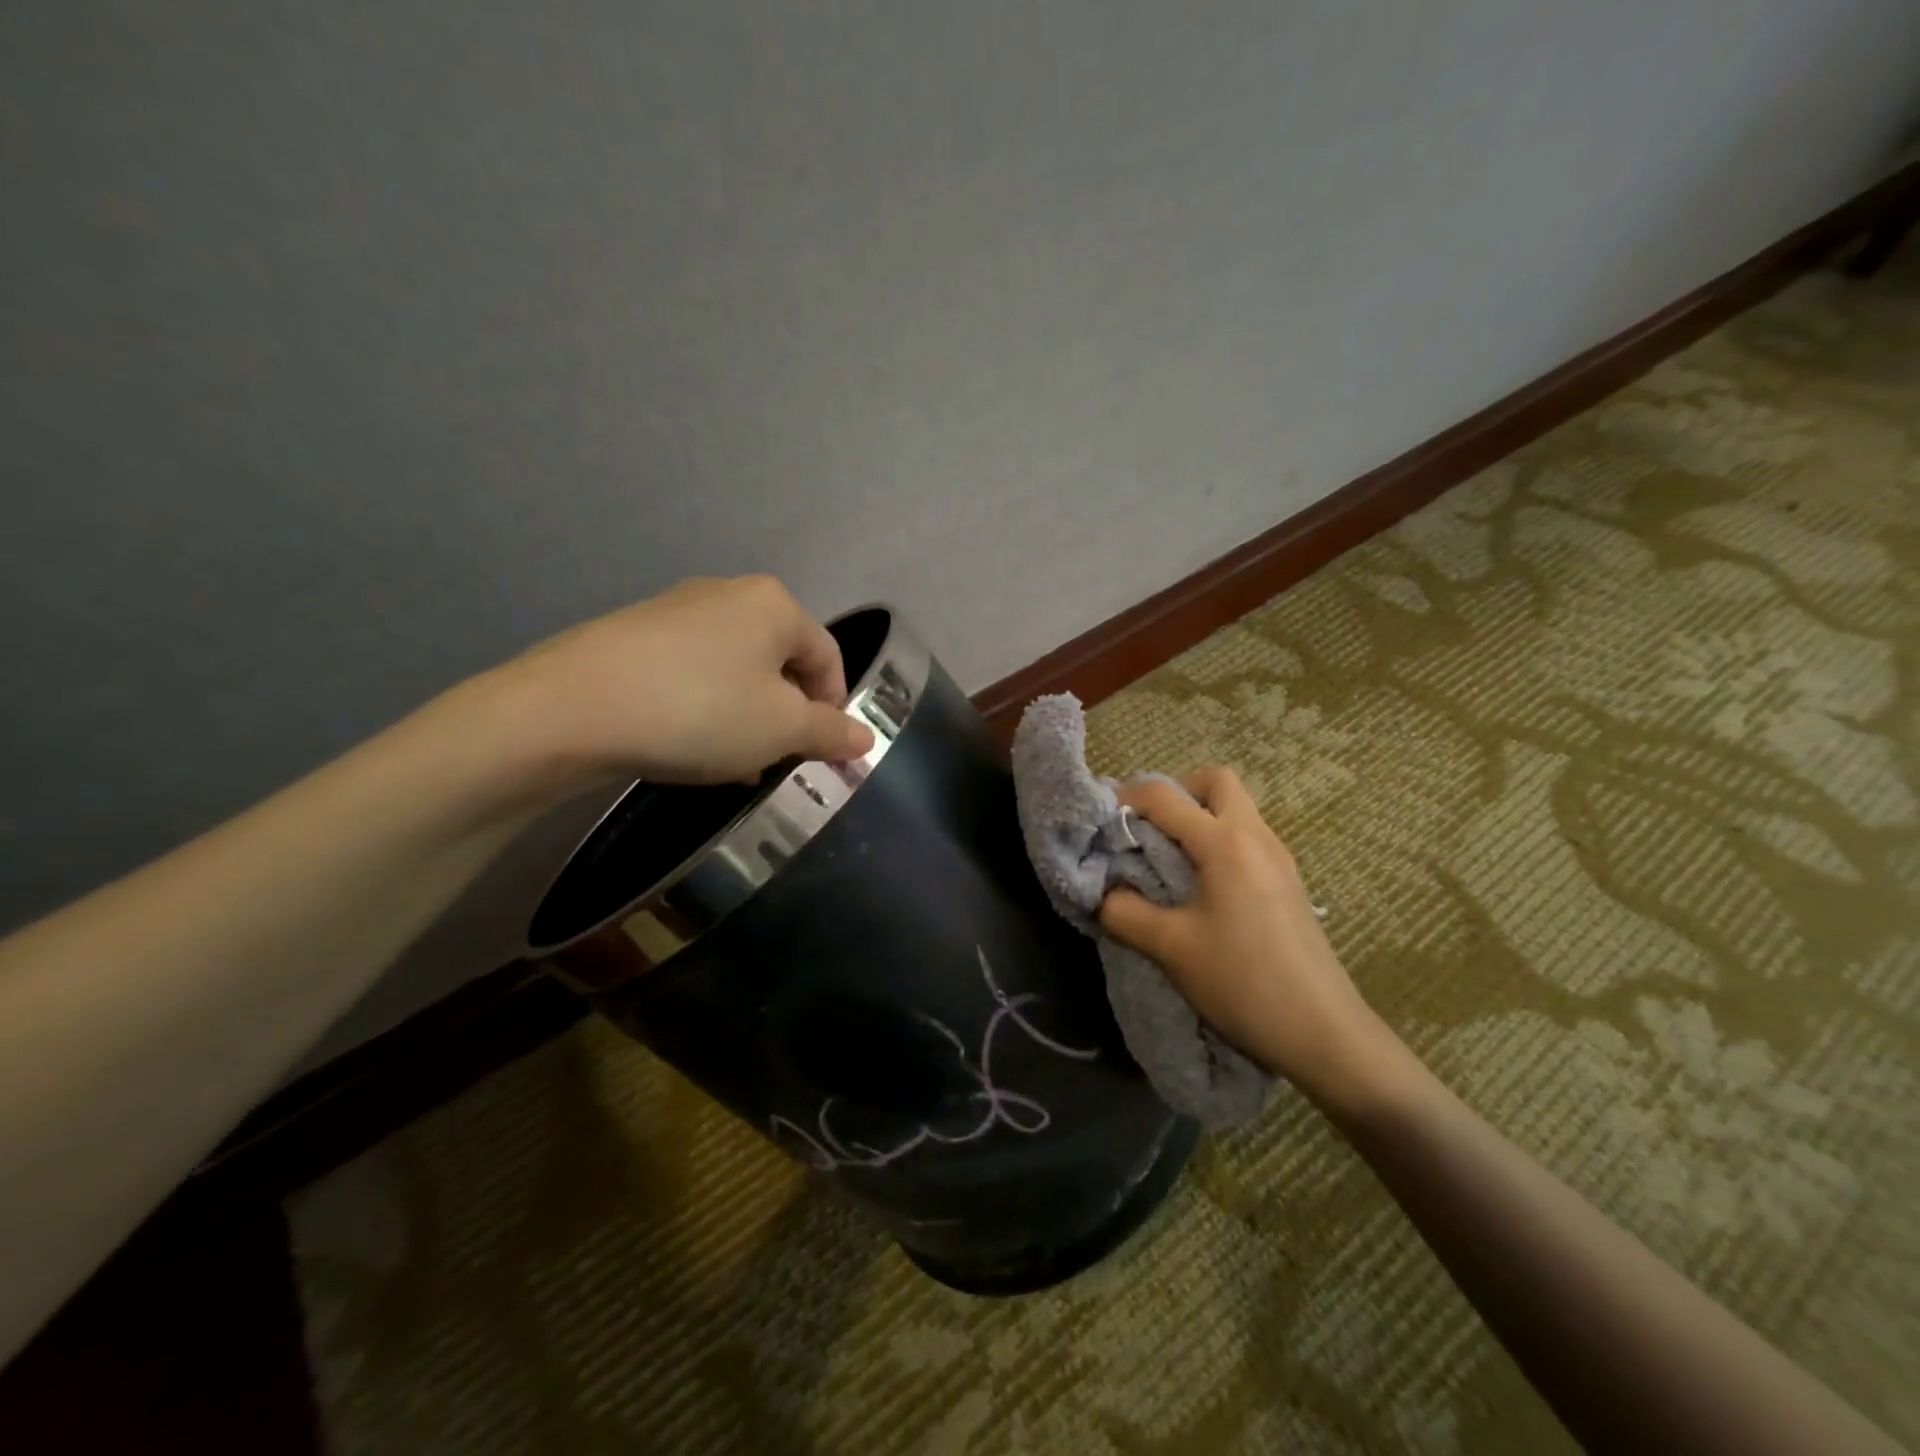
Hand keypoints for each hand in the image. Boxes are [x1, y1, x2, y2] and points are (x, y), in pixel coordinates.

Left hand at [487, 575, 875, 791]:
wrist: (570, 709)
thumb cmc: (700, 711)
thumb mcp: (781, 730)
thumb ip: (831, 733)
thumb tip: (865, 739)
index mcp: (774, 604)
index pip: (828, 657)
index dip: (834, 708)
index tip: (818, 752)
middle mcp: (729, 594)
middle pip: (781, 662)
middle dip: (785, 716)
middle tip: (774, 760)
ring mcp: (677, 610)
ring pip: (736, 671)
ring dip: (747, 717)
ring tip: (731, 763)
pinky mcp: (636, 634)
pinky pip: (694, 673)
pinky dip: (706, 708)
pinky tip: (688, 745)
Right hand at [1098, 766, 1394, 1105]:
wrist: (1325, 1035)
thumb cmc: (1244, 983)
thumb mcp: (1171, 948)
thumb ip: (1124, 912)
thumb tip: (1103, 894)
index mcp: (1226, 843)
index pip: (1165, 796)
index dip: (1125, 798)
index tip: (1099, 820)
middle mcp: (1257, 837)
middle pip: (1216, 781)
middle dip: (1175, 792)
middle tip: (1147, 828)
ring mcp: (1279, 859)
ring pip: (1236, 808)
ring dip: (1198, 817)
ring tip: (1167, 859)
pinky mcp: (1288, 883)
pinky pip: (1247, 838)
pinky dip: (1217, 842)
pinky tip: (1200, 887)